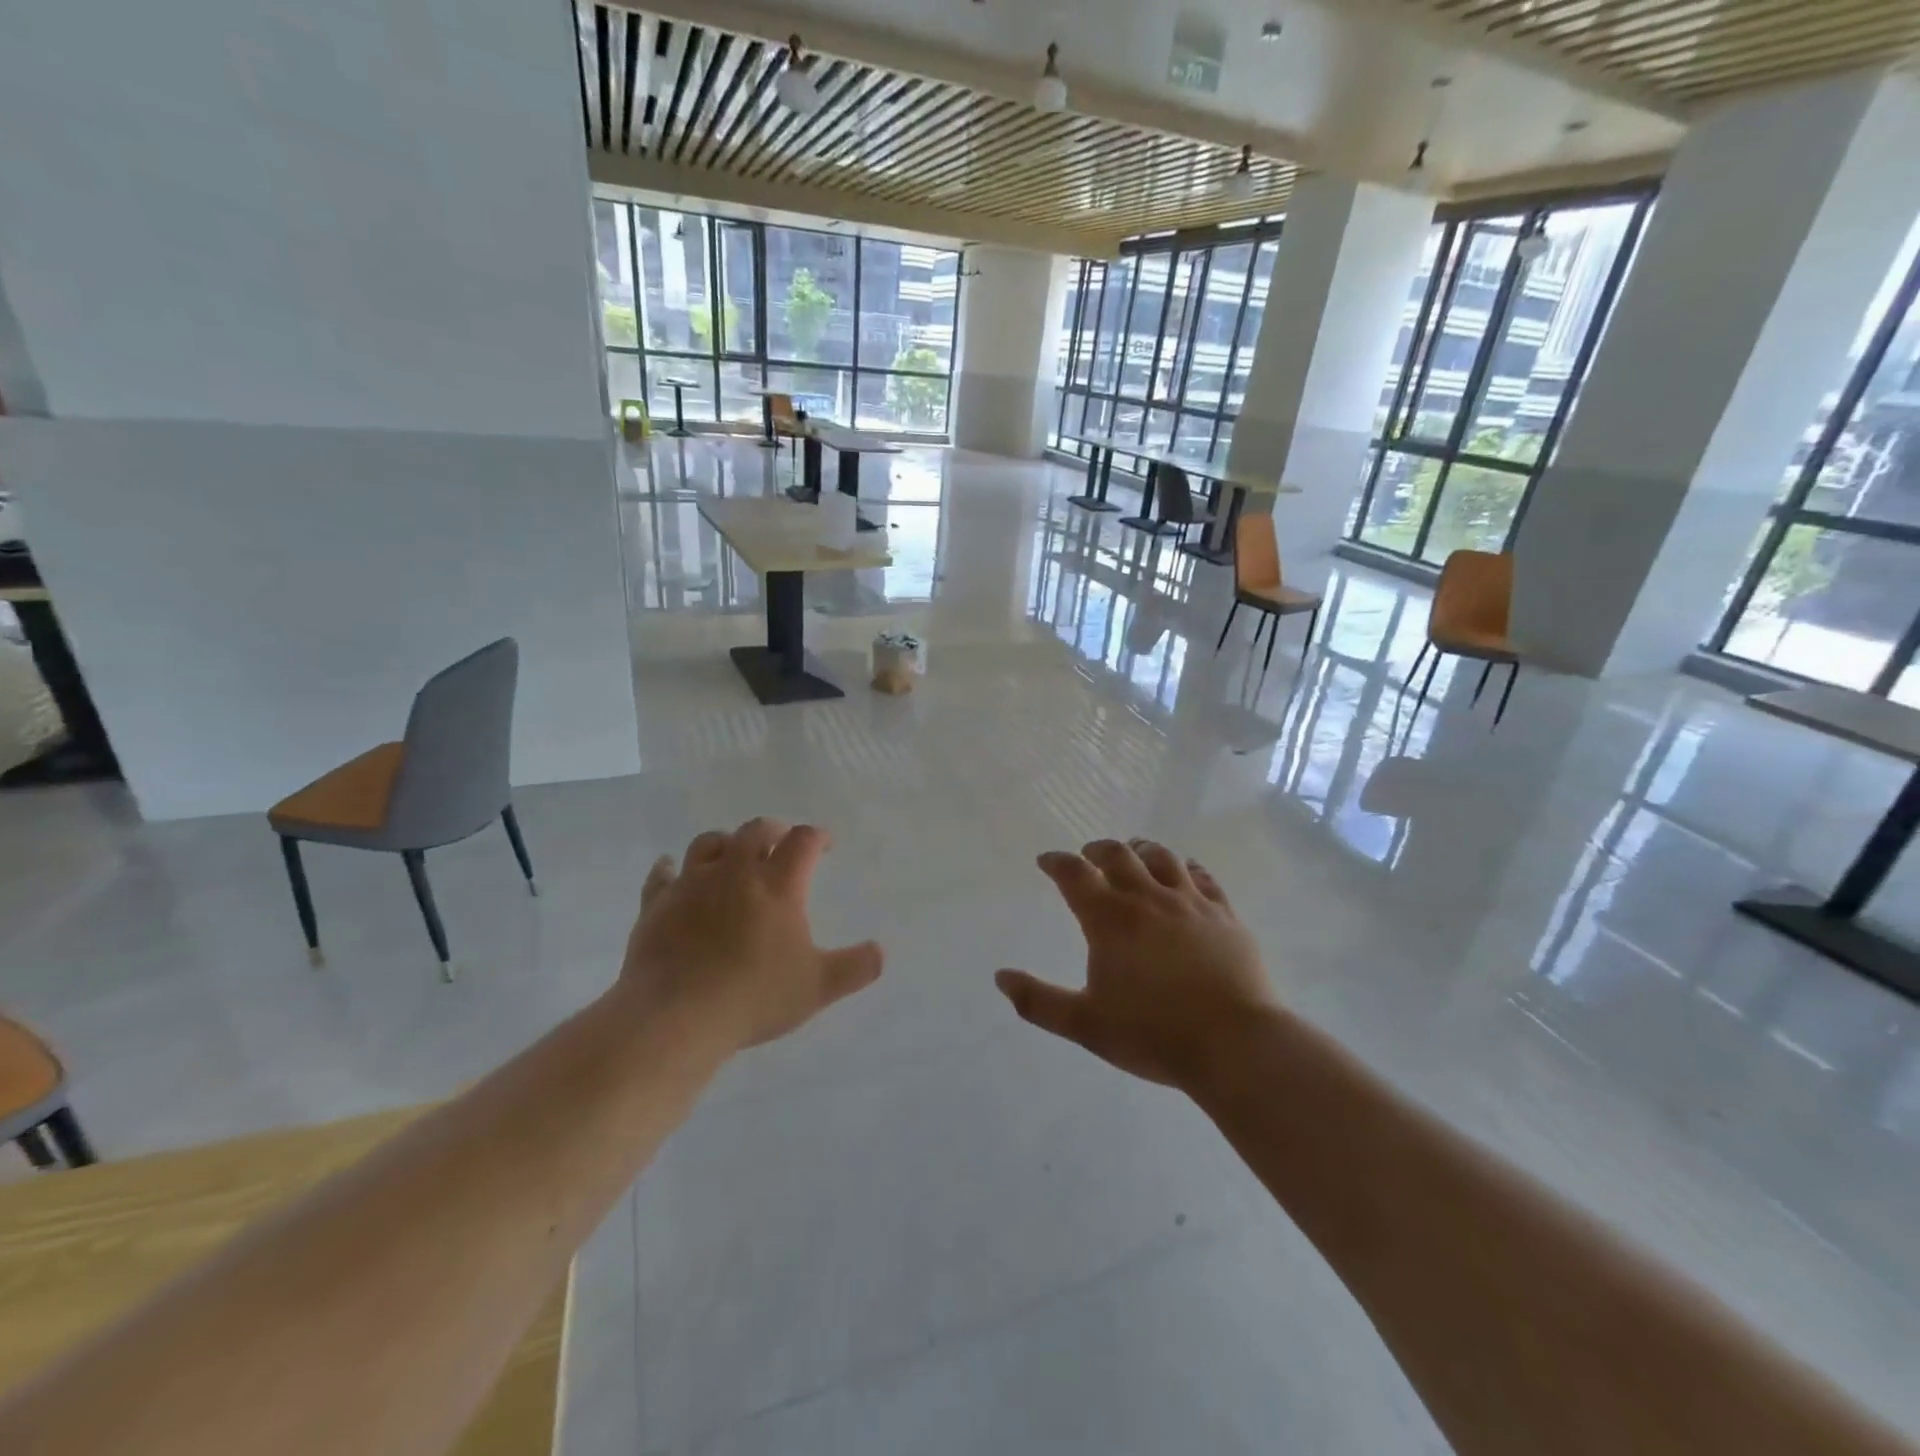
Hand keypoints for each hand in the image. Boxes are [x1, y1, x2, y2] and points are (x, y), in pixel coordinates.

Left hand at [619, 819, 882, 1051]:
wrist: (675, 1016)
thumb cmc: (754, 997)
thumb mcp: (818, 987)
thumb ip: (856, 967)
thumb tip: (881, 951)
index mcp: (778, 884)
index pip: (803, 841)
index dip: (818, 837)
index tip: (825, 845)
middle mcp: (735, 871)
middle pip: (755, 830)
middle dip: (774, 830)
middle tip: (781, 841)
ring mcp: (692, 884)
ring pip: (709, 843)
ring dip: (726, 842)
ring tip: (733, 852)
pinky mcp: (656, 904)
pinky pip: (662, 875)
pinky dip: (669, 869)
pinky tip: (670, 870)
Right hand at [995, 839, 1274, 1090]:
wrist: (1235, 1044)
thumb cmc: (1153, 1035)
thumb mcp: (1085, 1025)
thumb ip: (1038, 1001)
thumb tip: (1000, 977)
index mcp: (1110, 919)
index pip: (1074, 874)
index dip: (1056, 862)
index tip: (1047, 861)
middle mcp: (1148, 898)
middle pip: (1118, 855)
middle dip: (1097, 850)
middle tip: (1088, 856)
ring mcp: (1190, 902)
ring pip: (1161, 857)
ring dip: (1140, 850)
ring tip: (1133, 853)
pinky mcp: (1224, 914)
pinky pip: (1202, 876)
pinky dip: (1185, 867)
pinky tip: (1183, 872)